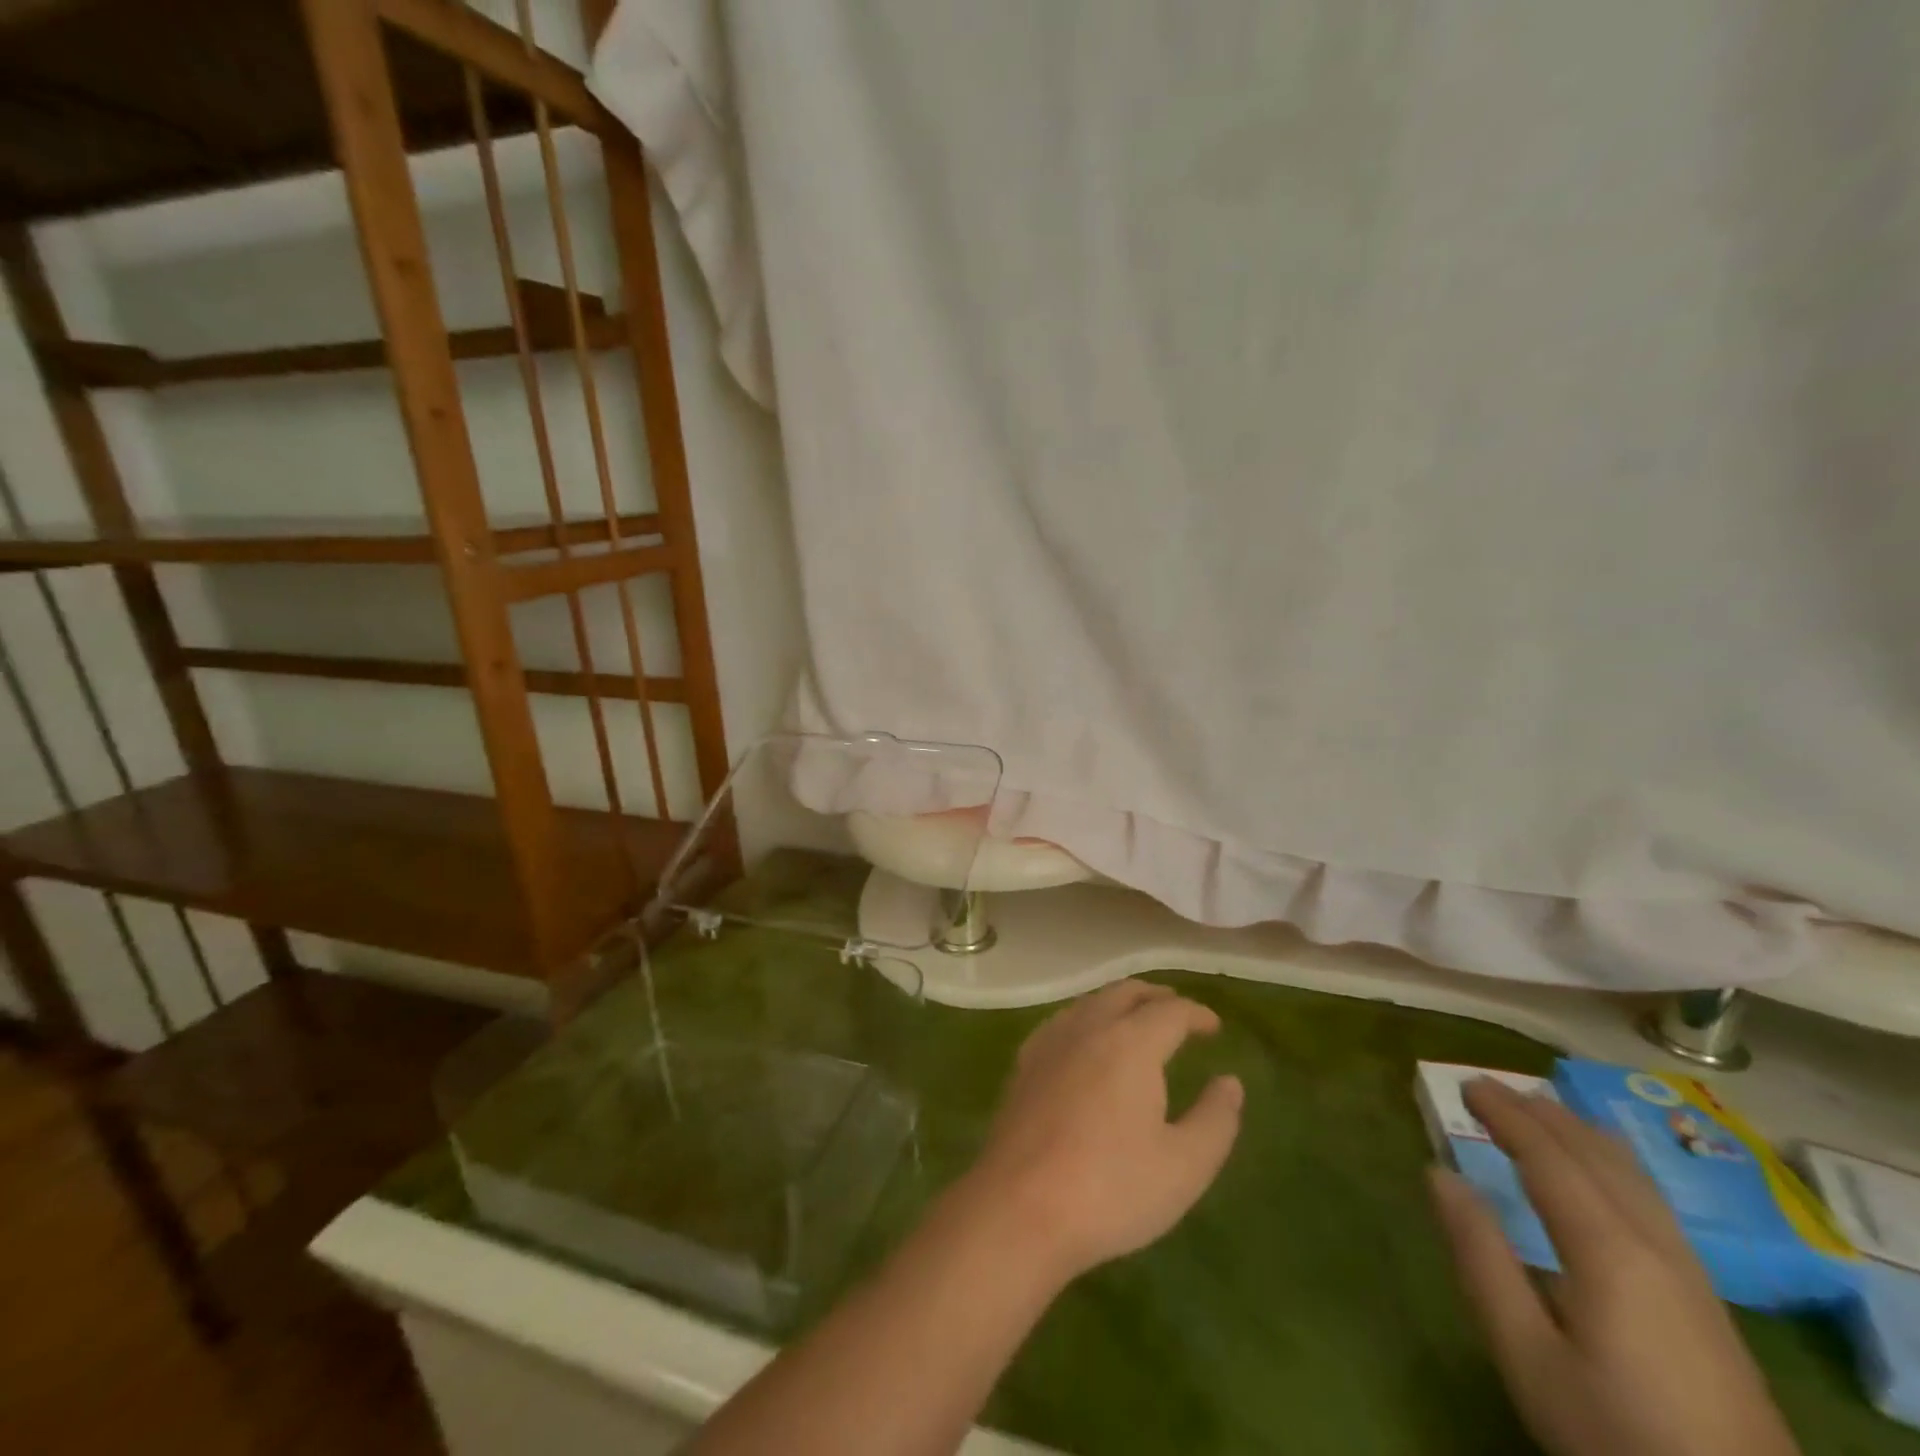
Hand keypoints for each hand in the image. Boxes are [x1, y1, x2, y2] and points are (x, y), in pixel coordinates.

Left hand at [954, 979, 1244, 1288]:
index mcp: (1130, 1043)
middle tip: (1177, 1011)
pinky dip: (1086, 1019)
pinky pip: (1062, 1022)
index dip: (1196, 1014)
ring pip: (1090, 1003)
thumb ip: (1215, 1120)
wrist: (1019, 1207)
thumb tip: (1230, 1082)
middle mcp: (1088, 1028)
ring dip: (1119, 1003)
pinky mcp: (1024, 1063)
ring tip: (1136, 1021)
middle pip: (1124, 994)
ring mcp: (1050, 1042)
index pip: (1169, 1011)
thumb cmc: (1111, 1189)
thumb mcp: (1184, 1166)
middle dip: (1155, 996)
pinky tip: (1086, 1043)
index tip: (1213, 1026)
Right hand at [1430, 1079, 1800, 1455]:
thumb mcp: (1527, 1355)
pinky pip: (1650, 1199)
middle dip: (1541, 1115)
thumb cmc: (1614, 1432)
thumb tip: (1439, 1173)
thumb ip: (1481, 1258)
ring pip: (1632, 1176)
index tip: (1467, 1084)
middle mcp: (1654, 1245)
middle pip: (1595, 1157)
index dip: (1507, 1116)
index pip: (1549, 1158)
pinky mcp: (1707, 1301)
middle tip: (1491, 1087)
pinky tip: (1604, 1172)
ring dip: (1579, 1133)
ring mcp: (1691, 1274)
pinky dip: (1611, 1161)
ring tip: (1542, 1111)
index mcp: (1607, 1250)